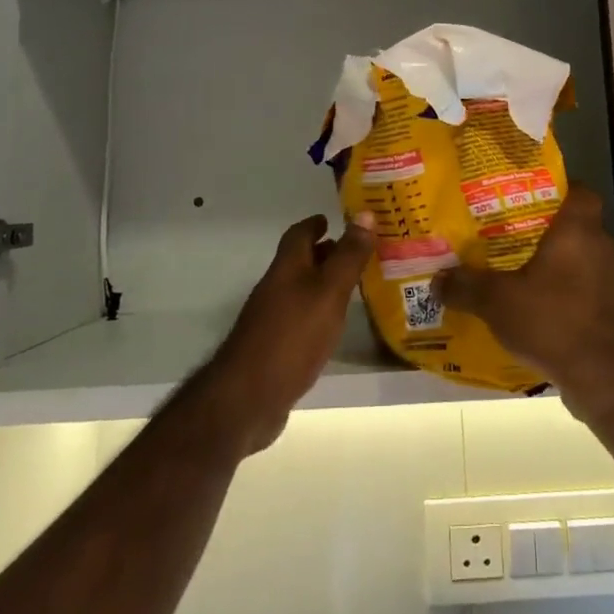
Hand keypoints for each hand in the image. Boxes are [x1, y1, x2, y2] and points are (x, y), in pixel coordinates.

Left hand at [203, 212, 374, 453]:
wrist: (247, 399)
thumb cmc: (293, 336)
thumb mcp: (329, 292)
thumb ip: (349, 256)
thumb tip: (366, 214)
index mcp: (287, 268)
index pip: (299, 234)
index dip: (315, 224)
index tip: (333, 219)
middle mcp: (275, 289)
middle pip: (299, 262)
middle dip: (324, 253)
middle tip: (356, 251)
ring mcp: (271, 320)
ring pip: (300, 290)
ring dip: (323, 283)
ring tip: (354, 286)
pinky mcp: (274, 349)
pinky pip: (300, 318)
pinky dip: (318, 312)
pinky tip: (334, 327)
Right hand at [435, 184, 613, 420]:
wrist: (608, 376)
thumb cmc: (552, 320)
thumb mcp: (497, 302)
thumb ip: (466, 287)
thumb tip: (437, 280)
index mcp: (578, 231)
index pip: (581, 192)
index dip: (562, 192)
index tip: (536, 203)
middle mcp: (606, 248)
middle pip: (582, 231)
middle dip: (556, 239)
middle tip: (523, 249)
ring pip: (593, 266)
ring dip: (571, 274)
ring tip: (538, 290)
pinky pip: (602, 299)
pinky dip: (584, 305)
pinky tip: (560, 324)